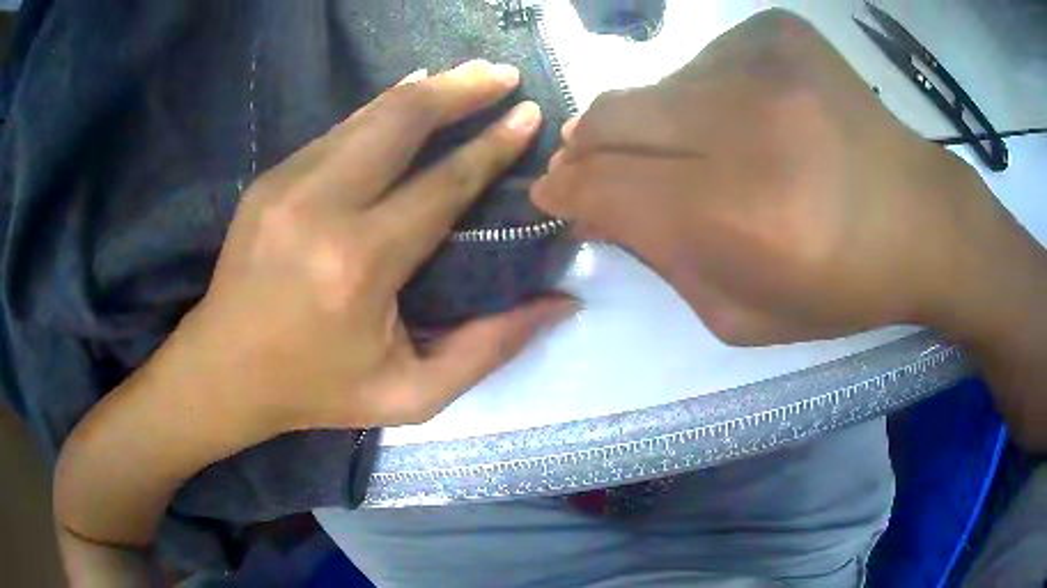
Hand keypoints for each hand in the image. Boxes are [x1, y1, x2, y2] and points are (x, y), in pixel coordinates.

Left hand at [179, 60, 573, 436]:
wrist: (224, 371)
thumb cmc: (318, 390)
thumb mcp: (412, 394)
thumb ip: (491, 348)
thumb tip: (562, 303)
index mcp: (359, 265)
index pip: (443, 184)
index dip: (493, 145)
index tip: (529, 114)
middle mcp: (321, 208)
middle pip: (402, 121)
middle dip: (461, 88)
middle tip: (503, 74)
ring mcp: (287, 184)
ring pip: (369, 114)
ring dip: (424, 90)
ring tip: (468, 76)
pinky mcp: (270, 179)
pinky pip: (339, 130)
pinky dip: (381, 109)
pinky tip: (407, 98)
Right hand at [532, 9, 1005, 344]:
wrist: (922, 219)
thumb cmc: (842, 285)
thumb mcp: (744, 316)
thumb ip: (662, 265)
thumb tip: (599, 210)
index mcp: (741, 215)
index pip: (605, 184)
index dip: (566, 189)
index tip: (554, 193)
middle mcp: (749, 124)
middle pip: (613, 116)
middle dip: (589, 146)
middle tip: (596, 165)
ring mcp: (766, 62)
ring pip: (658, 86)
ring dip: (658, 123)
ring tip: (705, 150)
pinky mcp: (779, 31)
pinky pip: (705, 58)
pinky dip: (706, 91)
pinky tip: (751, 117)